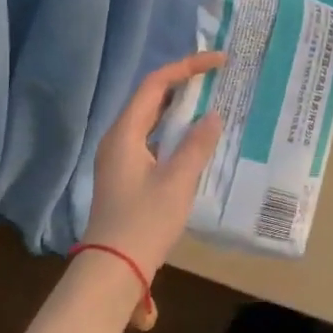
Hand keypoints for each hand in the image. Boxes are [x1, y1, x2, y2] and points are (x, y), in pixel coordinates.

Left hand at [84, 52, 225, 325]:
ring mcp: (120, 158)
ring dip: (180, 107)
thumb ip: (197, 145)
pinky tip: (195, 138)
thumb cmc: (144, 222)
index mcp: (125, 132)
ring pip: (152, 119)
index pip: (156, 83)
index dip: (187, 67)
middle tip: (217, 76)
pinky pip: (153, 139)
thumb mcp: (177, 181)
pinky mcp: (127, 175)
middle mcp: (118, 138)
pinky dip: (175, 130)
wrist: (113, 270)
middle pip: (151, 98)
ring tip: (212, 99)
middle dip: (184, 83)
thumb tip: (213, 116)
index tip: (219, 61)